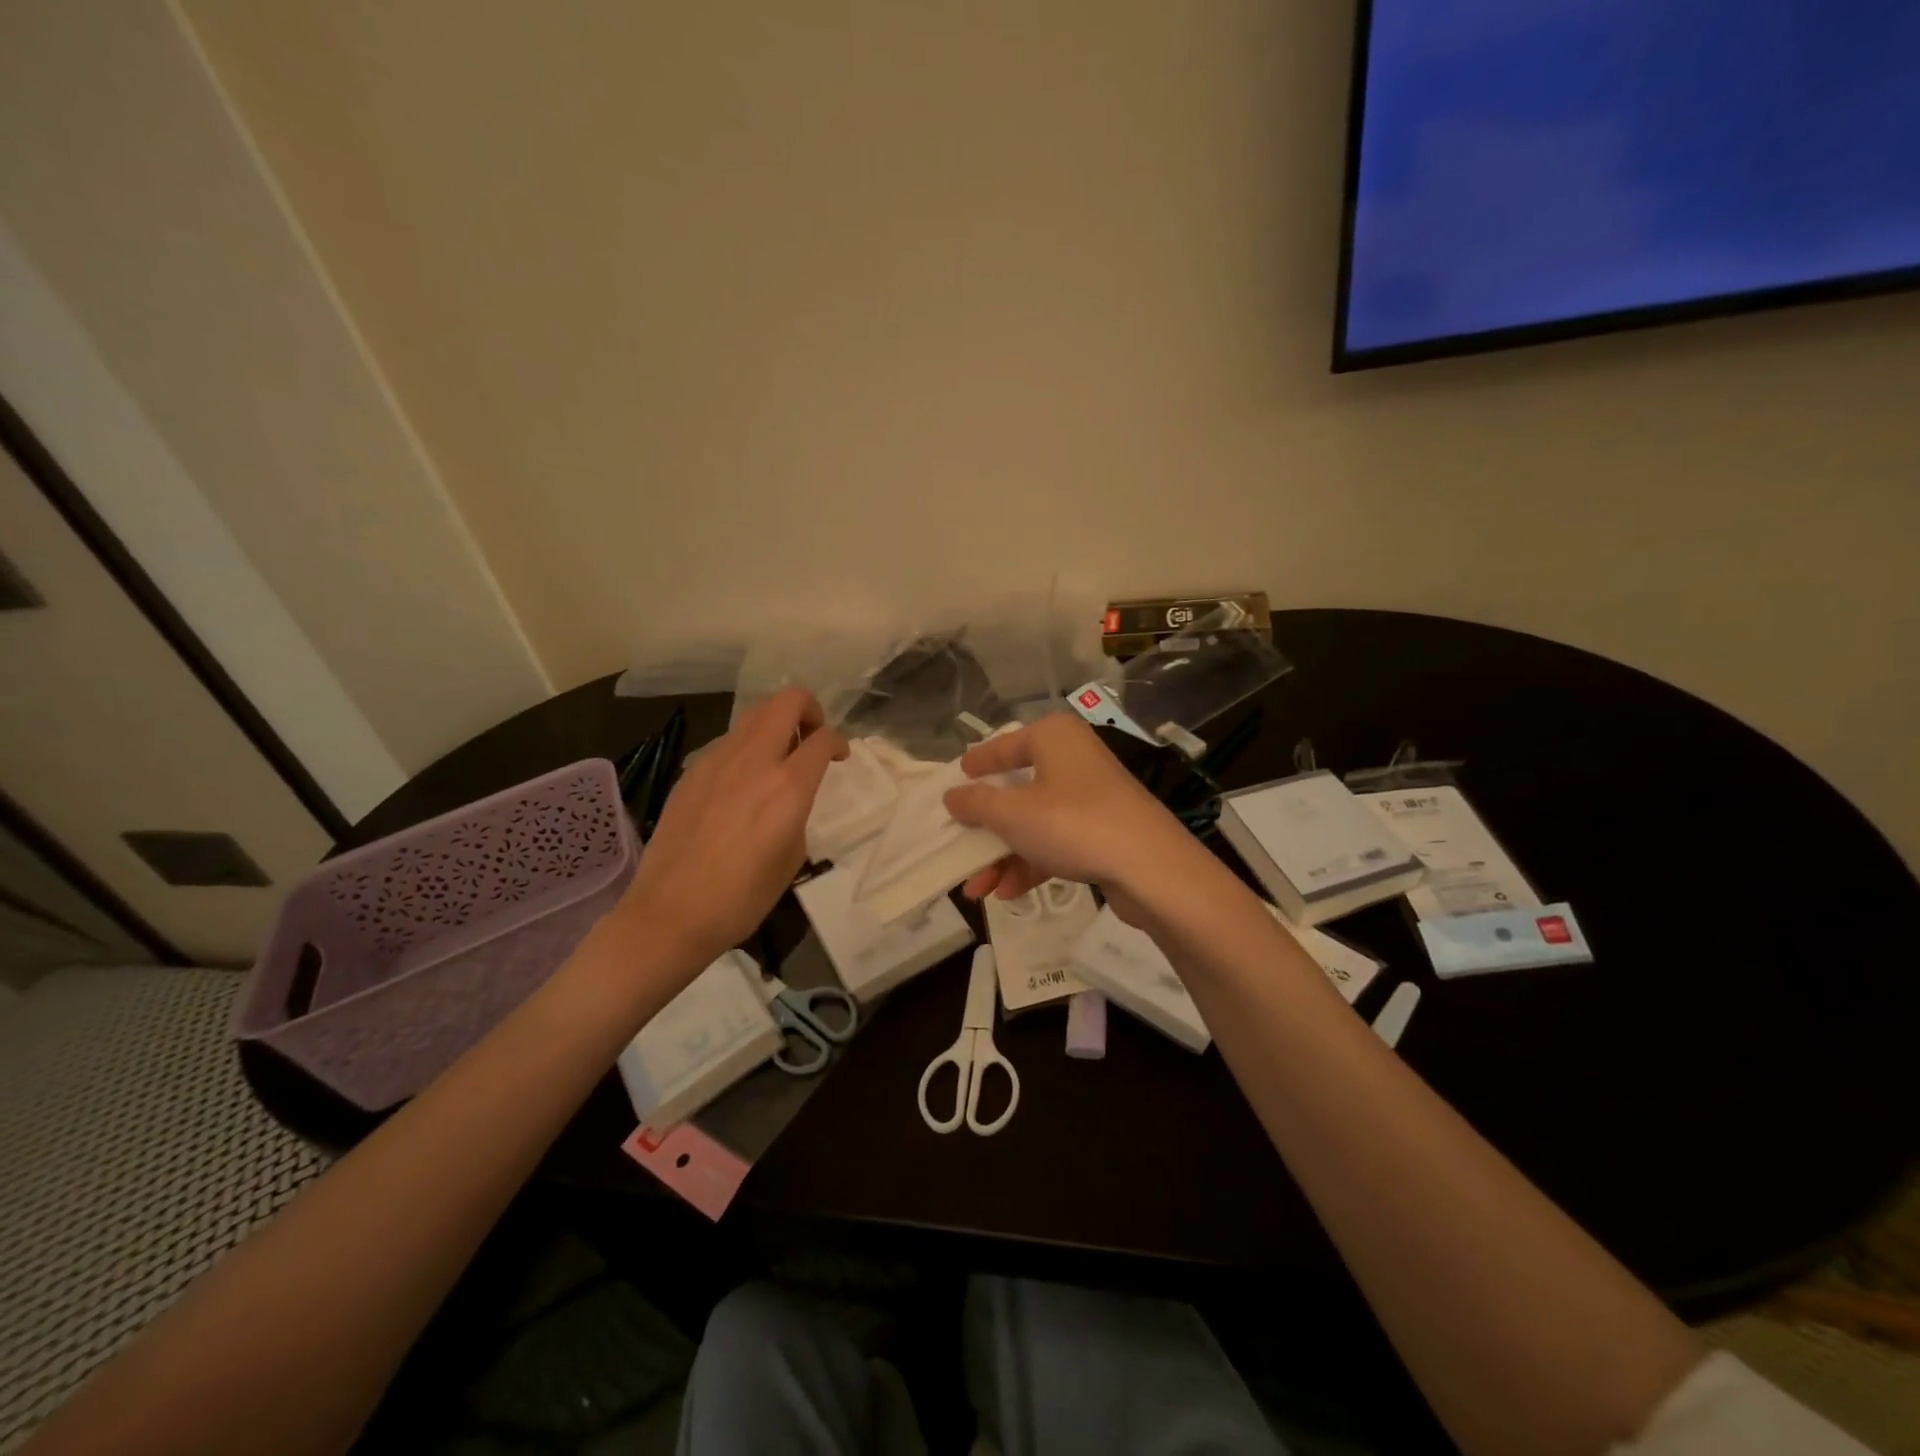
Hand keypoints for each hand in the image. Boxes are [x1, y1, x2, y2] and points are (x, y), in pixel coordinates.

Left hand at [611, 687, 845, 967]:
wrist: (671, 913)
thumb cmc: (742, 897)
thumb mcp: (792, 856)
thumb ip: (798, 811)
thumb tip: (792, 796)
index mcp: (787, 787)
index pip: (822, 738)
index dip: (838, 742)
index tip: (839, 756)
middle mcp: (754, 761)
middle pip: (786, 701)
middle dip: (809, 709)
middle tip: (811, 737)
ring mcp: (717, 761)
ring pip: (754, 716)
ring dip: (775, 725)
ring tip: (778, 758)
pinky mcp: (692, 772)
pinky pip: (728, 742)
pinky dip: (746, 748)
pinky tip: (742, 784)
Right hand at [942, 714, 1201, 919]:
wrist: (1150, 867)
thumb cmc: (1072, 822)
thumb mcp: (1011, 813)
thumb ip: (976, 803)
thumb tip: (953, 796)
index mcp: (1053, 737)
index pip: (1005, 745)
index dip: (979, 762)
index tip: (956, 774)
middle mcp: (1074, 759)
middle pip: (1018, 790)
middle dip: (986, 827)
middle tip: (958, 845)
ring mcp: (1092, 797)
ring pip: (1035, 822)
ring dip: (1004, 855)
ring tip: (977, 889)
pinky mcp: (1104, 830)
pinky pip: (1057, 842)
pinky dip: (1031, 864)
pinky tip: (1008, 893)